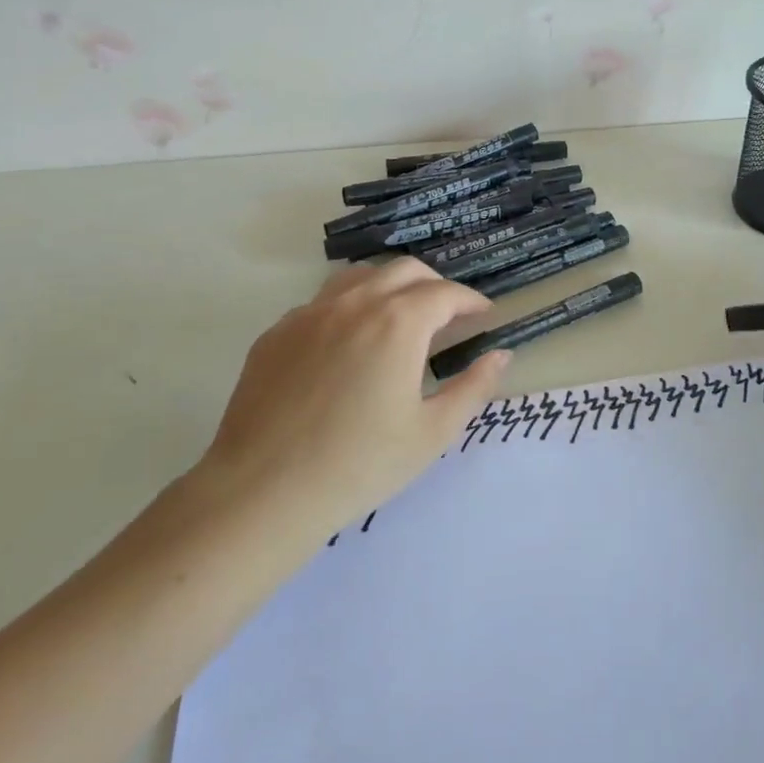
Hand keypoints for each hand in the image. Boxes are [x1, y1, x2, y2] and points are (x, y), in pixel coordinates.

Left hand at [200, 260, 509, 532]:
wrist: (262, 492)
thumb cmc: (359, 465)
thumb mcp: (432, 433)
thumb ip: (473, 387)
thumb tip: (501, 356)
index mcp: (398, 323)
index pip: (445, 293)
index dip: (470, 301)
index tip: (483, 315)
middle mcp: (354, 303)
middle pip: (404, 270)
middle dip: (434, 285)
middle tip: (447, 315)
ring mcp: (309, 314)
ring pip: (359, 277)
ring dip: (389, 287)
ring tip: (399, 319)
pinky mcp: (276, 333)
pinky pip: (322, 303)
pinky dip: (349, 308)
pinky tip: (348, 345)